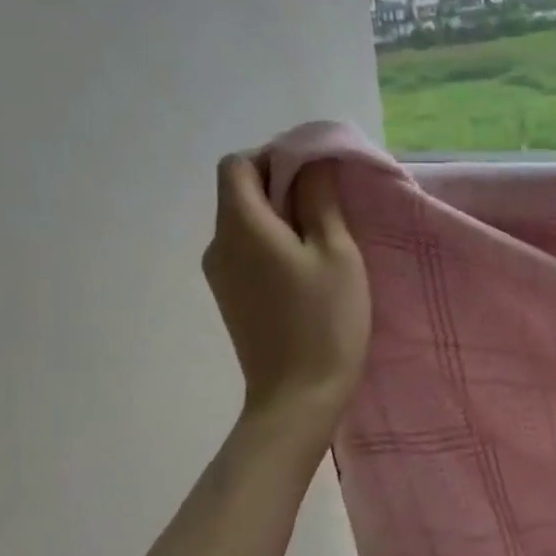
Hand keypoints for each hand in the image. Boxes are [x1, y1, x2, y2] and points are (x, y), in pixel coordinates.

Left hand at [203, 153, 370, 425]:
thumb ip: (320, 200)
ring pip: (245, 222)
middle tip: (330, 208)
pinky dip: (273, 244)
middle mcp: (219, 244)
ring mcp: (220, 274)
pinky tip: (307, 270)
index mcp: (241, 226)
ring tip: (324, 241)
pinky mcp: (230, 297)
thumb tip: (311, 162)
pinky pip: (247, 250)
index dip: (274, 157)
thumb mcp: (336, 252)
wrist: (297, 398)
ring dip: (280, 217)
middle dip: (282, 186)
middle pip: (239, 192)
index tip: (314, 176)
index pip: (237, 164)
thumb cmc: (325, 320)